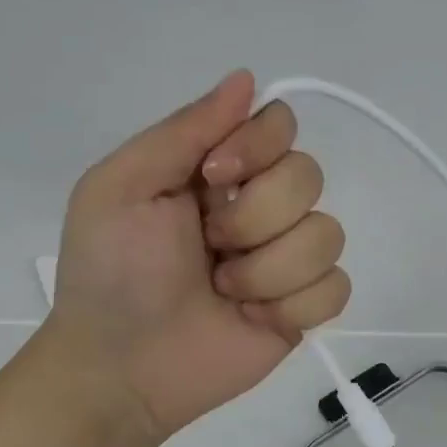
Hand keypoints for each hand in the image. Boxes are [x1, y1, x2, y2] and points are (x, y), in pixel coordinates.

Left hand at [44, 71, 350, 443]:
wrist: (120, 369)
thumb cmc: (111, 272)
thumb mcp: (122, 186)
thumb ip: (184, 129)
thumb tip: (247, 77)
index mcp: (219, 170)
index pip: (279, 124)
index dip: (258, 146)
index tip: (213, 177)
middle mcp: (260, 205)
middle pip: (309, 176)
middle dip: (255, 218)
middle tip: (209, 247)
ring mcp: (286, 258)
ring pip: (328, 234)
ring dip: (268, 269)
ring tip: (224, 291)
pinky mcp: (303, 308)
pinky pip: (336, 287)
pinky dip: (293, 305)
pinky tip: (254, 319)